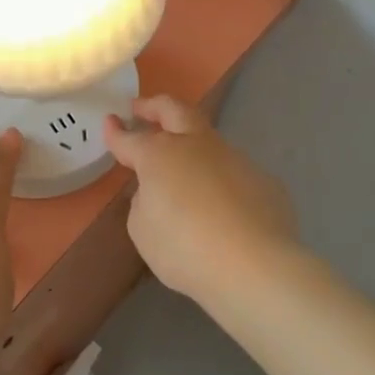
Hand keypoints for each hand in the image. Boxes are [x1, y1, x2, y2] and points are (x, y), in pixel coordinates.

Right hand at [104, 95, 298, 309]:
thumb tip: (160, 192)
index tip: (110, 122)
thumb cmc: (184, 248)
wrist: (254, 267)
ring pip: (209, 141)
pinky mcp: (265, 181)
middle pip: (175, 110)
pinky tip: (222, 208)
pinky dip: (222, 182)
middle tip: (141, 109)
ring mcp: (236, 159)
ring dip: (192, 147)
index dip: (116, 131)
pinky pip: (235, 174)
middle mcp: (197, 146)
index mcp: (159, 154)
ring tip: (184, 171)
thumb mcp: (142, 229)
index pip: (130, 137)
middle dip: (154, 106)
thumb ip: (144, 202)